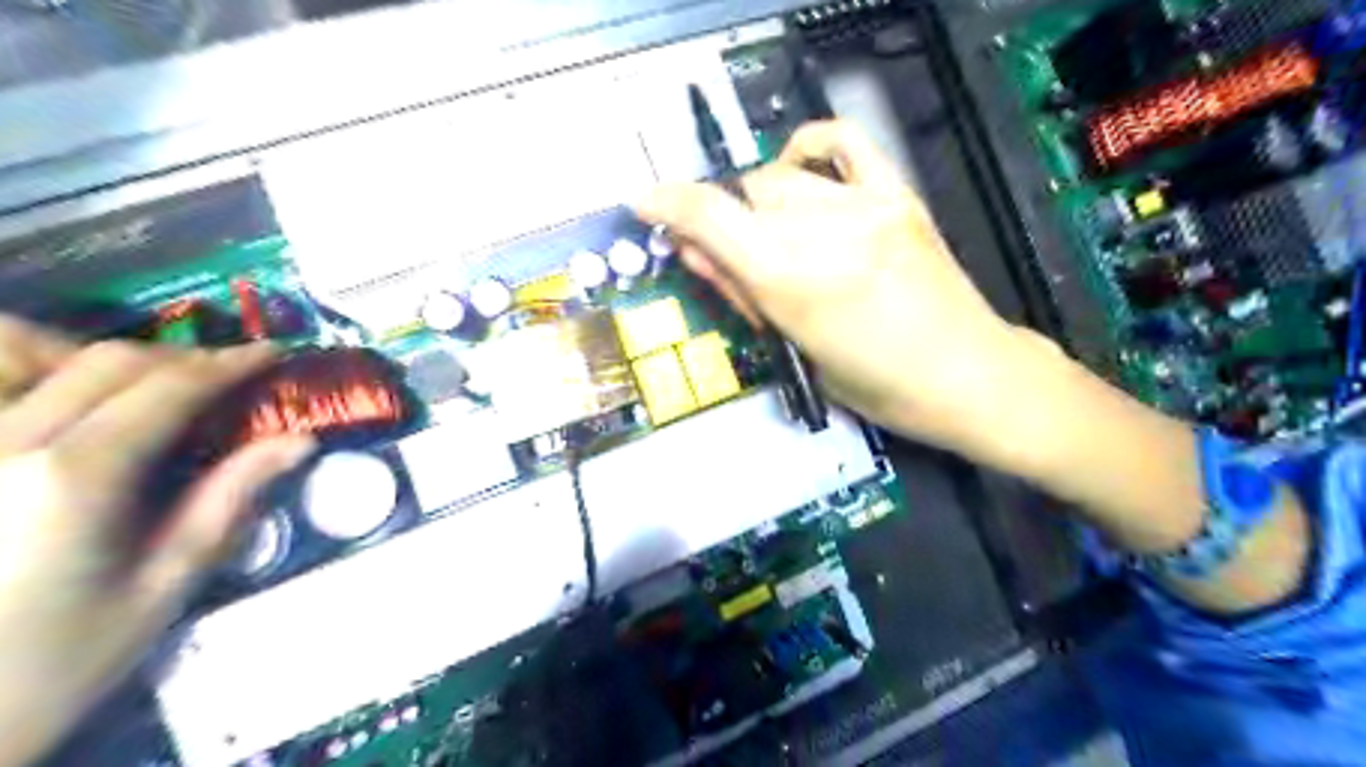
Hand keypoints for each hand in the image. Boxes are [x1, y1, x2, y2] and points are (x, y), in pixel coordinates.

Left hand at [0, 317, 310, 766]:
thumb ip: (230, 499)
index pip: (167, 388)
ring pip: (22, 350)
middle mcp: (3, 443)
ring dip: (99, 353)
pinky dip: (33, 369)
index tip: (275, 354)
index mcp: (74, 478)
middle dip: (184, 359)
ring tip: (143, 383)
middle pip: (106, 361)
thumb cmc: (59, 658)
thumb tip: (299, 441)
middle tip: (230, 378)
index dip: (230, 363)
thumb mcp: (165, 584)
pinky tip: (66, 398)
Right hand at [634, 120, 1030, 447]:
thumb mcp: (797, 351)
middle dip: (724, 227)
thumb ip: (746, 294)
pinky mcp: (897, 194)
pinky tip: (801, 172)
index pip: (711, 217)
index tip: (643, 205)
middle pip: (744, 196)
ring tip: (777, 239)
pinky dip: (807, 148)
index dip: (665, 204)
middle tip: (738, 265)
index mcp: (793, 281)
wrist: (968, 375)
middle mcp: (823, 230)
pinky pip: (841, 142)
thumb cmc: (878, 388)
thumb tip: (697, 252)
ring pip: (779, 175)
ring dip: (759, 204)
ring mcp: (864, 205)